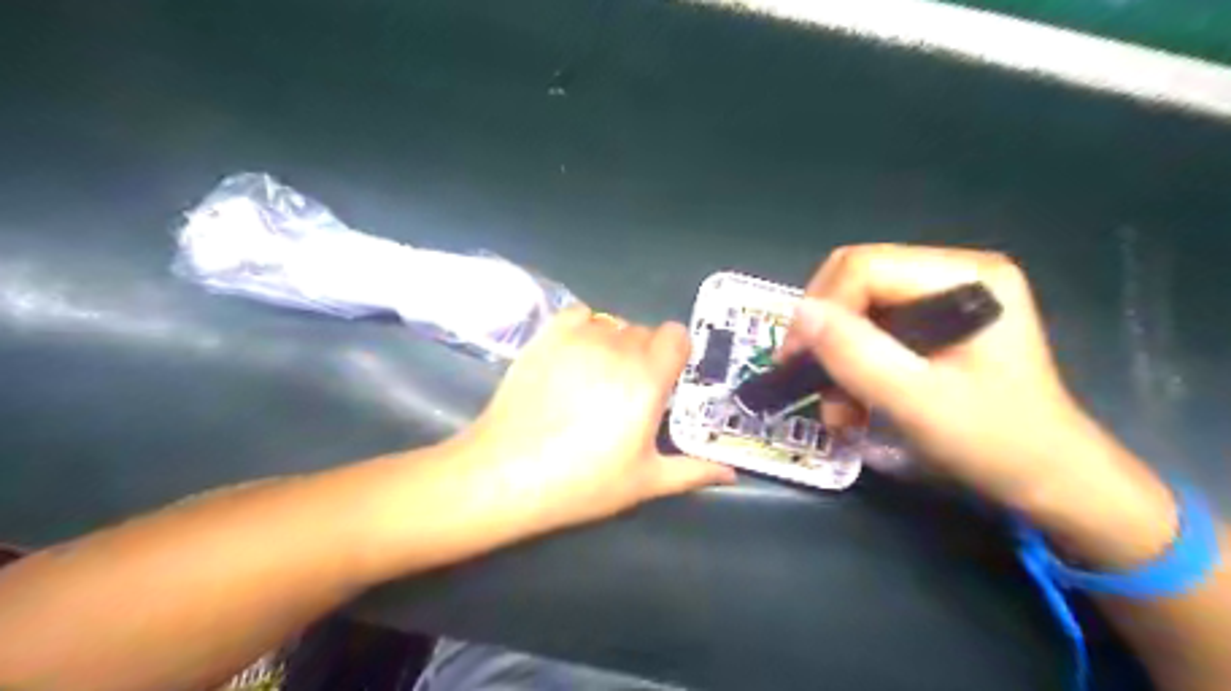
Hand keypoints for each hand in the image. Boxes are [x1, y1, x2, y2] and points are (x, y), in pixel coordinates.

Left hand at [457, 306, 732, 535]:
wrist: (507, 472)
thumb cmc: (582, 481)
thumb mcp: (645, 482)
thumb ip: (693, 471)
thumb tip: (731, 474)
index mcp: (648, 378)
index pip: (677, 335)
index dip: (676, 354)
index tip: (666, 381)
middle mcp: (618, 347)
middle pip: (645, 331)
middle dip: (645, 355)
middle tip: (628, 391)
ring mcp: (580, 338)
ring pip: (613, 324)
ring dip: (615, 344)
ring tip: (597, 377)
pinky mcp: (547, 337)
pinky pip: (579, 315)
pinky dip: (584, 328)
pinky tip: (575, 357)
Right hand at [784, 246, 1177, 568]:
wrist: (1047, 479)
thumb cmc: (995, 441)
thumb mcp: (918, 401)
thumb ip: (857, 354)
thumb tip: (800, 314)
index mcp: (964, 276)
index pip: (865, 267)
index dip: (822, 308)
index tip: (795, 359)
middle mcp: (951, 273)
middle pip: (855, 282)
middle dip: (824, 333)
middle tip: (807, 379)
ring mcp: (940, 297)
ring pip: (855, 308)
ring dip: (835, 358)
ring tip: (837, 410)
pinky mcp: (930, 323)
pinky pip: (868, 330)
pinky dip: (851, 367)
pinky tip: (852, 405)